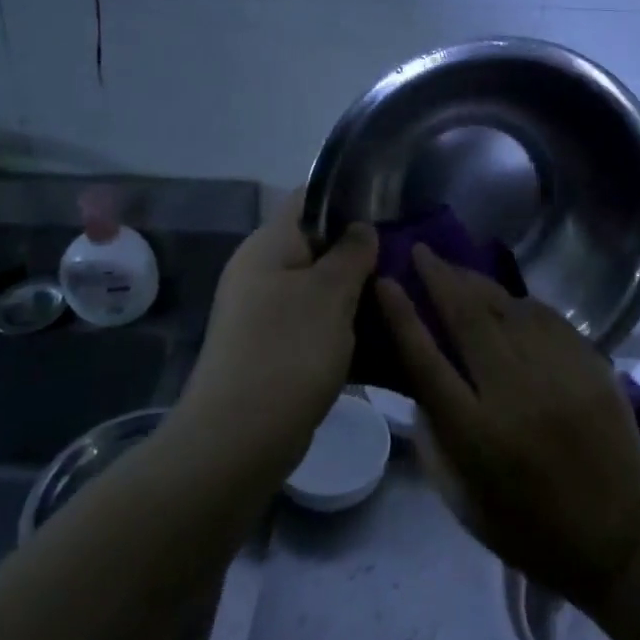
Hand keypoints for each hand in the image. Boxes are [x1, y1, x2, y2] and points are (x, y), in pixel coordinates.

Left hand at [180, 198, 376, 468]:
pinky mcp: (270, 347)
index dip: (348, 197)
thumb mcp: (330, 294)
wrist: (237, 442)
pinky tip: (375, 334)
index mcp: (268, 245)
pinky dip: (340, 323)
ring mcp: (262, 312)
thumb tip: (361, 227)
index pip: (308, 199)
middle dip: (358, 249)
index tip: (390, 209)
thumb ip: (351, 252)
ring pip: (317, 285)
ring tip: (397, 293)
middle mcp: (260, 271)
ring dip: (353, 290)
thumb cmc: (288, 352)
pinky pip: (311, 321)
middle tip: (403, 256)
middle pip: (315, 243)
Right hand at [376, 246, 639, 606]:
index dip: (402, 316)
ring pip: (509, 308)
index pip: (426, 360)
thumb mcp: (460, 496)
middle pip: (468, 319)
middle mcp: (515, 394)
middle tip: (421, 251)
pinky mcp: (590, 365)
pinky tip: (504, 297)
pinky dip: (519, 302)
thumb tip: (419, 374)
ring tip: (456, 268)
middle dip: (440, 277)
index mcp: (476, 434)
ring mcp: (557, 374)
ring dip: (477, 283)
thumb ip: (433, 434)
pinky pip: (547, 317)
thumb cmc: (527, 526)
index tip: (386, 281)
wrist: (616, 534)